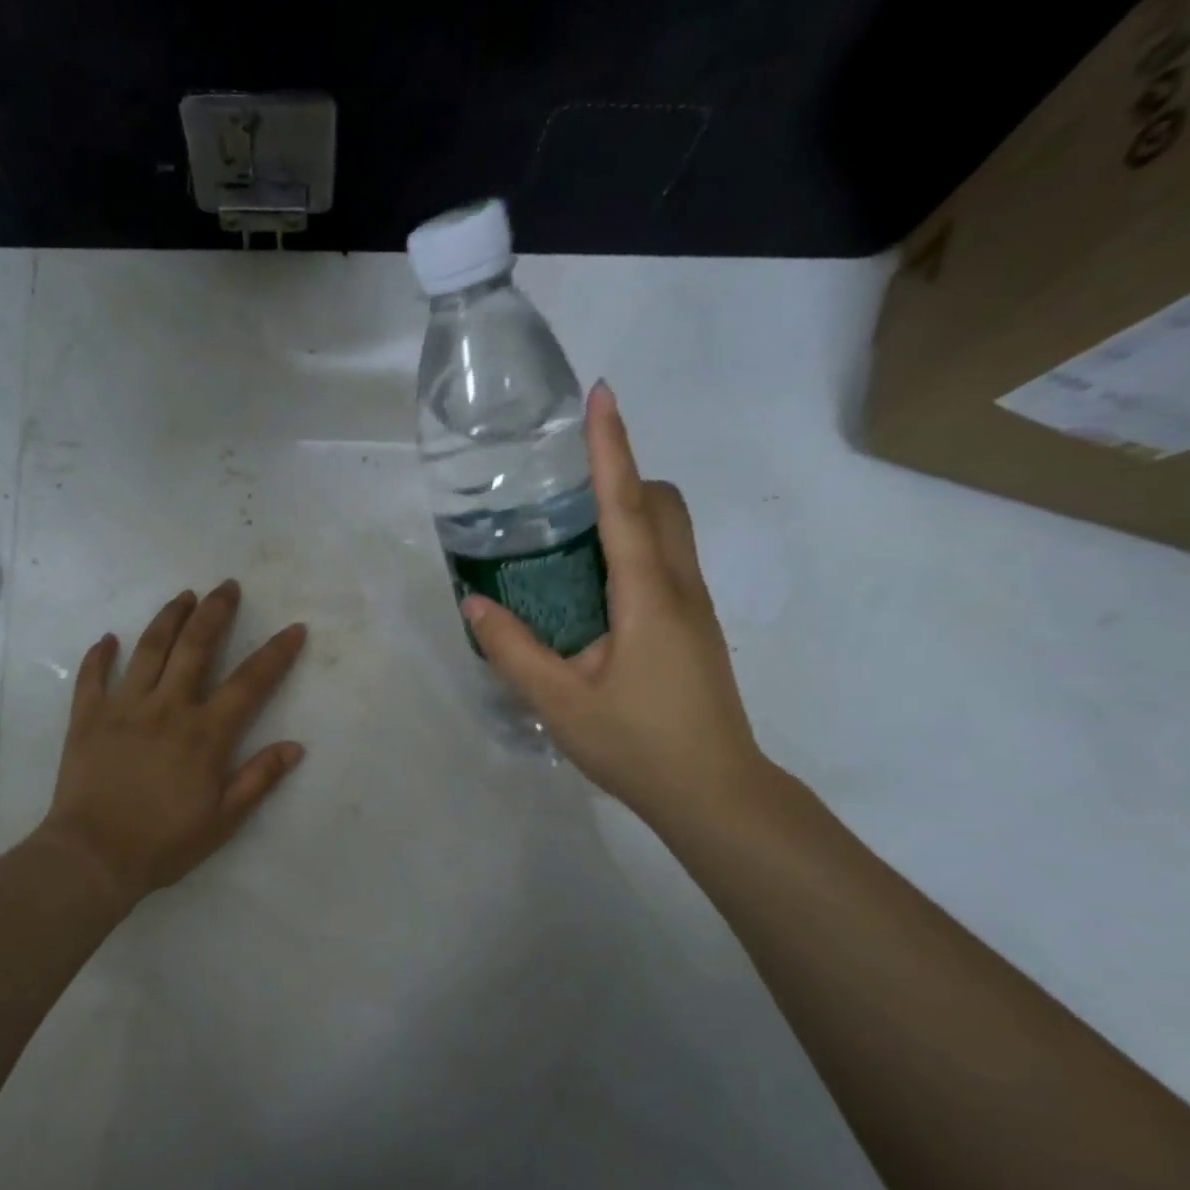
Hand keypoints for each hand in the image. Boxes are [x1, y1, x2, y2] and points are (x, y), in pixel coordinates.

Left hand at [34, 580, 307, 907]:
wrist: (93, 857)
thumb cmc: (164, 843)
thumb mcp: (223, 820)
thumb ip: (259, 779)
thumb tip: (295, 746)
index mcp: (205, 733)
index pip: (250, 683)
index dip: (276, 653)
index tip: (294, 628)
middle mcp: (167, 708)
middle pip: (195, 647)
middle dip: (215, 612)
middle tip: (227, 586)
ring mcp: (124, 708)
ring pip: (149, 649)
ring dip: (169, 617)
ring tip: (184, 596)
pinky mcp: (87, 717)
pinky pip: (93, 677)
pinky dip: (100, 655)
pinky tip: (108, 638)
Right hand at [463, 381, 767, 828]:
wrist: (715, 793)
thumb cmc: (638, 744)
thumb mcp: (560, 702)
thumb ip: (513, 649)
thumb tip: (474, 605)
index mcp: (647, 595)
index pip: (626, 504)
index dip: (611, 446)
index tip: (600, 395)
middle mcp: (679, 587)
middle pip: (660, 504)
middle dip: (622, 475)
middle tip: (564, 490)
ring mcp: (694, 608)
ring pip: (669, 532)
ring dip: (629, 511)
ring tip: (570, 535)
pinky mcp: (693, 629)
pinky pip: (666, 563)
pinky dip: (633, 547)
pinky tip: (592, 589)